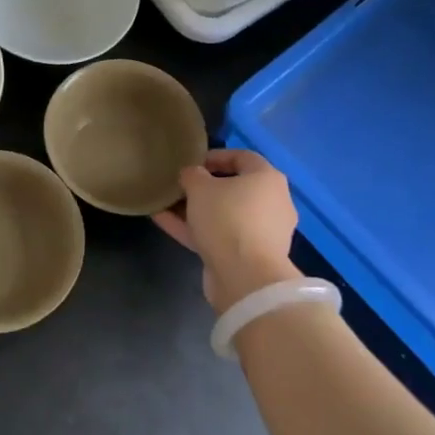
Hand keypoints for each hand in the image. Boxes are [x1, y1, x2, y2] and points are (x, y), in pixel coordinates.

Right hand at [152, 149, 299, 311]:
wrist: (245, 277)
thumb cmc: (228, 218)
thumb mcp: (201, 188)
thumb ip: (193, 175)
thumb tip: (192, 174)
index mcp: (268, 179)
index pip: (243, 157)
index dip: (215, 156)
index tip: (191, 161)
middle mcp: (271, 203)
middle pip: (234, 188)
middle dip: (203, 187)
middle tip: (179, 185)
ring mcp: (261, 233)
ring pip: (224, 214)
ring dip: (195, 210)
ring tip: (165, 204)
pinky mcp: (248, 257)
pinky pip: (219, 236)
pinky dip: (195, 229)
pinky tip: (163, 222)